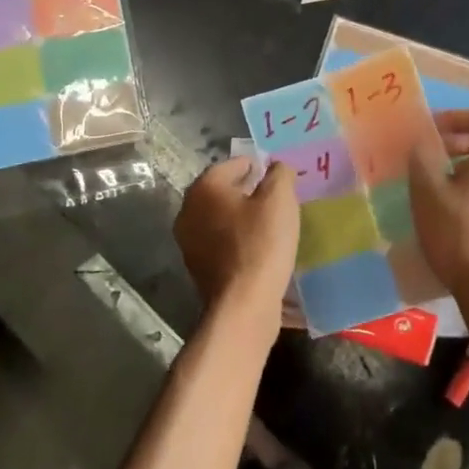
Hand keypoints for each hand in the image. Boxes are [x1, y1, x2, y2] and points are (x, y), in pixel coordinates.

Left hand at [173, 157, 297, 328]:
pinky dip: (235, 238)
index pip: (232, 165)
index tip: (276, 176)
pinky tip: (256, 246)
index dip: (256, 166)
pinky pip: (219, 241)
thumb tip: (276, 166)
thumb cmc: (262, 244)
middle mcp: (189, 209)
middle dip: (246, 190)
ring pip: (219, 217)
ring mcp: (188, 240)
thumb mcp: (280, 200)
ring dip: (240, 216)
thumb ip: (279, 174)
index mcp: (205, 187)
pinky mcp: (196, 265)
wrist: (243, 303)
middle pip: (222, 191)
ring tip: (268, 222)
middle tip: (274, 198)